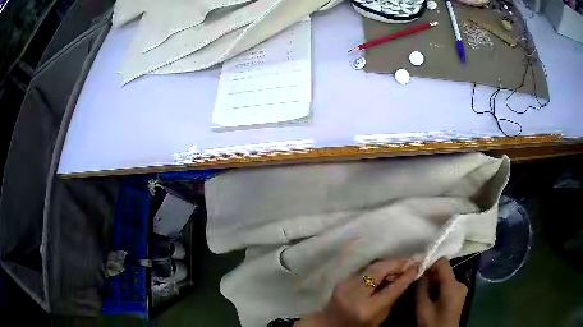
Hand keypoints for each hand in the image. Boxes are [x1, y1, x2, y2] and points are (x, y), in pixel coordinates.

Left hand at [297, 259, 418, 326]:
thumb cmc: (359, 326)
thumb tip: (406, 274)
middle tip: (410, 261)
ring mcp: (345, 285)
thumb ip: (392, 296)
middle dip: (397, 263)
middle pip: (379, 271)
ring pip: (371, 266)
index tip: (418, 265)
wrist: (330, 324)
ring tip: (400, 264)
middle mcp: (354, 295)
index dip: (406, 275)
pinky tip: (385, 269)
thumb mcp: (380, 316)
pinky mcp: (341, 280)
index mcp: (366, 309)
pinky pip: (364, 269)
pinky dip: (377, 267)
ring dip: (388, 264)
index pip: (391, 289)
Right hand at [415, 258, 467, 326]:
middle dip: (429, 273)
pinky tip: (428, 294)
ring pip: (444, 278)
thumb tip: (419, 271)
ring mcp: (461, 289)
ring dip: (432, 280)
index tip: (416, 267)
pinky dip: (437, 286)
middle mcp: (460, 283)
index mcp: (453, 285)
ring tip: (419, 287)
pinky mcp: (458, 294)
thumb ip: (421, 287)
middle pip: (444, 271)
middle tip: (415, 279)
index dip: (430, 261)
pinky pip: (447, 284)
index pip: (443, 263)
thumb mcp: (422, 307)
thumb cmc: (433, 323)